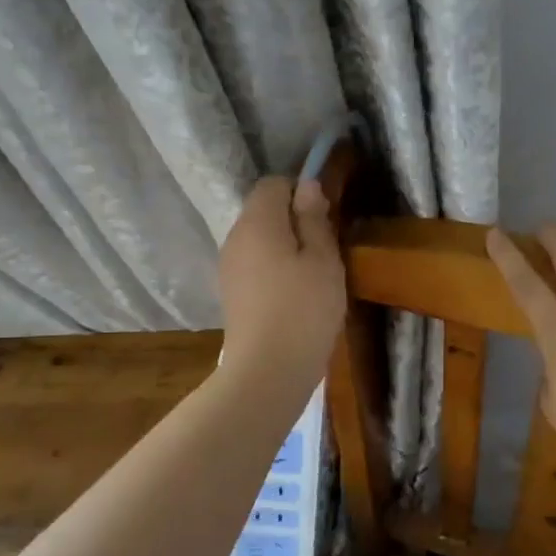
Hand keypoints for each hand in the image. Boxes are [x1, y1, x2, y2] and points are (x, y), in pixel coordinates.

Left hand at [217, 176, 346, 386]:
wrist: (267, 371)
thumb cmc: (304, 309)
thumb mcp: (323, 259)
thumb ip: (314, 218)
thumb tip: (306, 186)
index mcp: (257, 222)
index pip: (273, 184)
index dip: (301, 191)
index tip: (326, 217)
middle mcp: (235, 238)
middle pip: (264, 211)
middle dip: (294, 220)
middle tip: (326, 249)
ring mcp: (229, 268)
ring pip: (260, 240)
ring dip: (286, 247)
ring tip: (314, 276)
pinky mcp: (231, 294)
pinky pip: (255, 265)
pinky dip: (274, 270)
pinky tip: (295, 296)